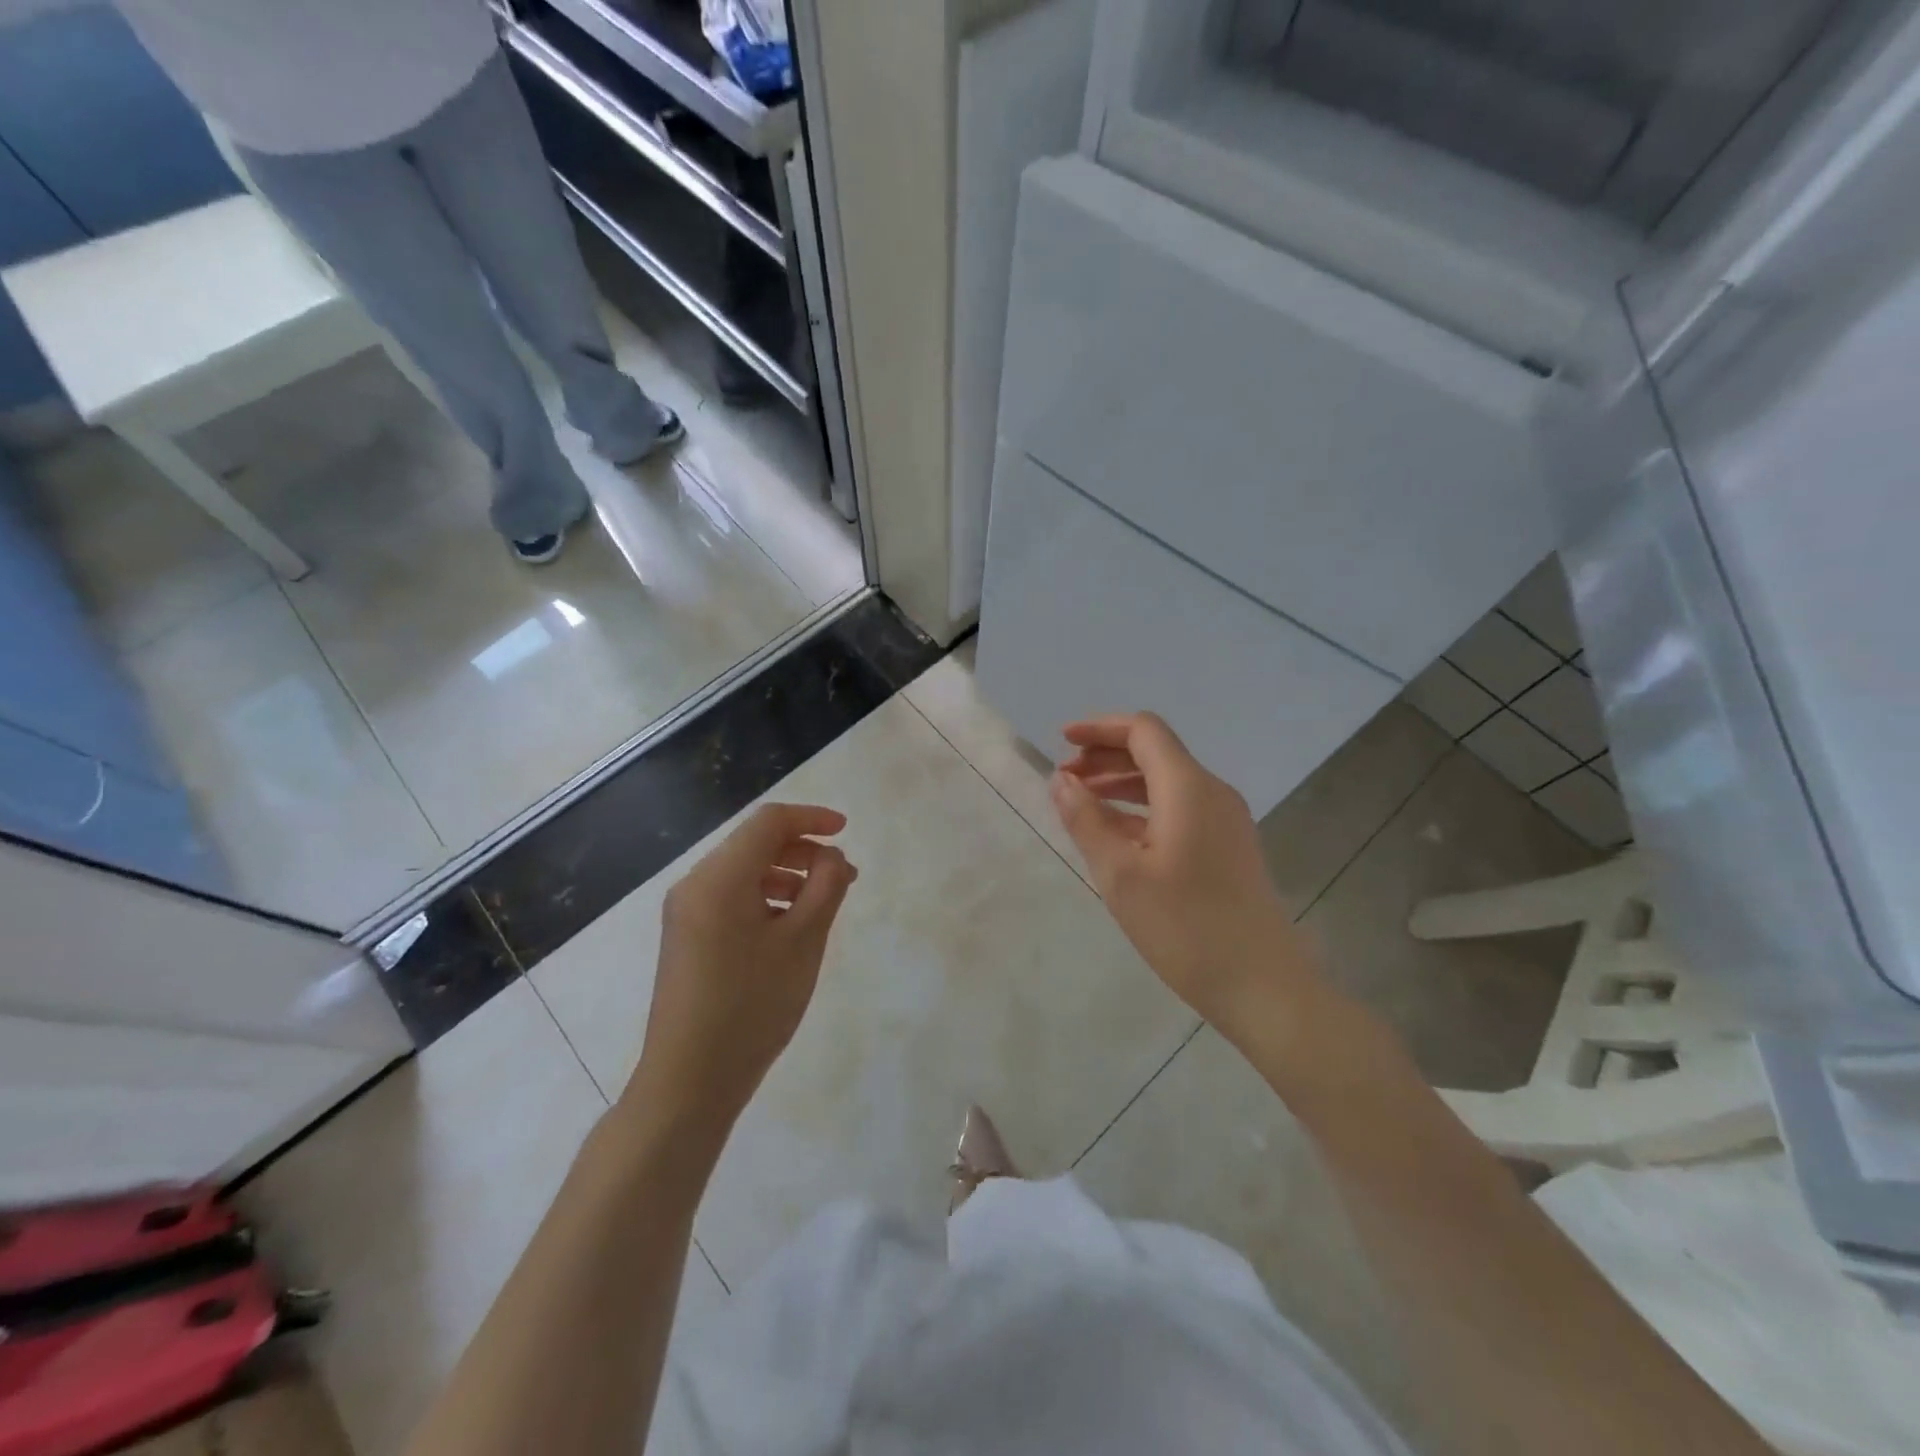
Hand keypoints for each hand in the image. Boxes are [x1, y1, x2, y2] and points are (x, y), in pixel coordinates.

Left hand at [628, 804, 856, 1132]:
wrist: (689, 1080)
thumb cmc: (752, 1006)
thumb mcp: (802, 942)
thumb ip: (825, 887)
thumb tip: (832, 857)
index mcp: (719, 878)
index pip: (769, 822)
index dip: (811, 818)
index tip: (846, 831)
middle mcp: (695, 884)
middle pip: (754, 844)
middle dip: (802, 851)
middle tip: (843, 877)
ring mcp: (686, 912)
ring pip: (743, 871)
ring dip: (787, 875)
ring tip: (823, 904)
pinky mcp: (686, 936)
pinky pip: (731, 897)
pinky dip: (765, 898)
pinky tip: (790, 927)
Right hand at [1050, 713, 1320, 1036]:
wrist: (1263, 986)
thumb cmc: (1185, 927)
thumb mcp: (1120, 873)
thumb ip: (1086, 820)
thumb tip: (1061, 781)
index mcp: (1189, 787)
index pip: (1143, 730)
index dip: (1100, 728)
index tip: (1062, 741)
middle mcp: (1212, 792)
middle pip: (1155, 752)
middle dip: (1106, 756)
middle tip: (1065, 779)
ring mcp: (1225, 821)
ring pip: (1167, 781)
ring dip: (1122, 784)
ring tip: (1082, 804)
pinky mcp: (1228, 847)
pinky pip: (1179, 809)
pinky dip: (1142, 809)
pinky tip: (1116, 835)